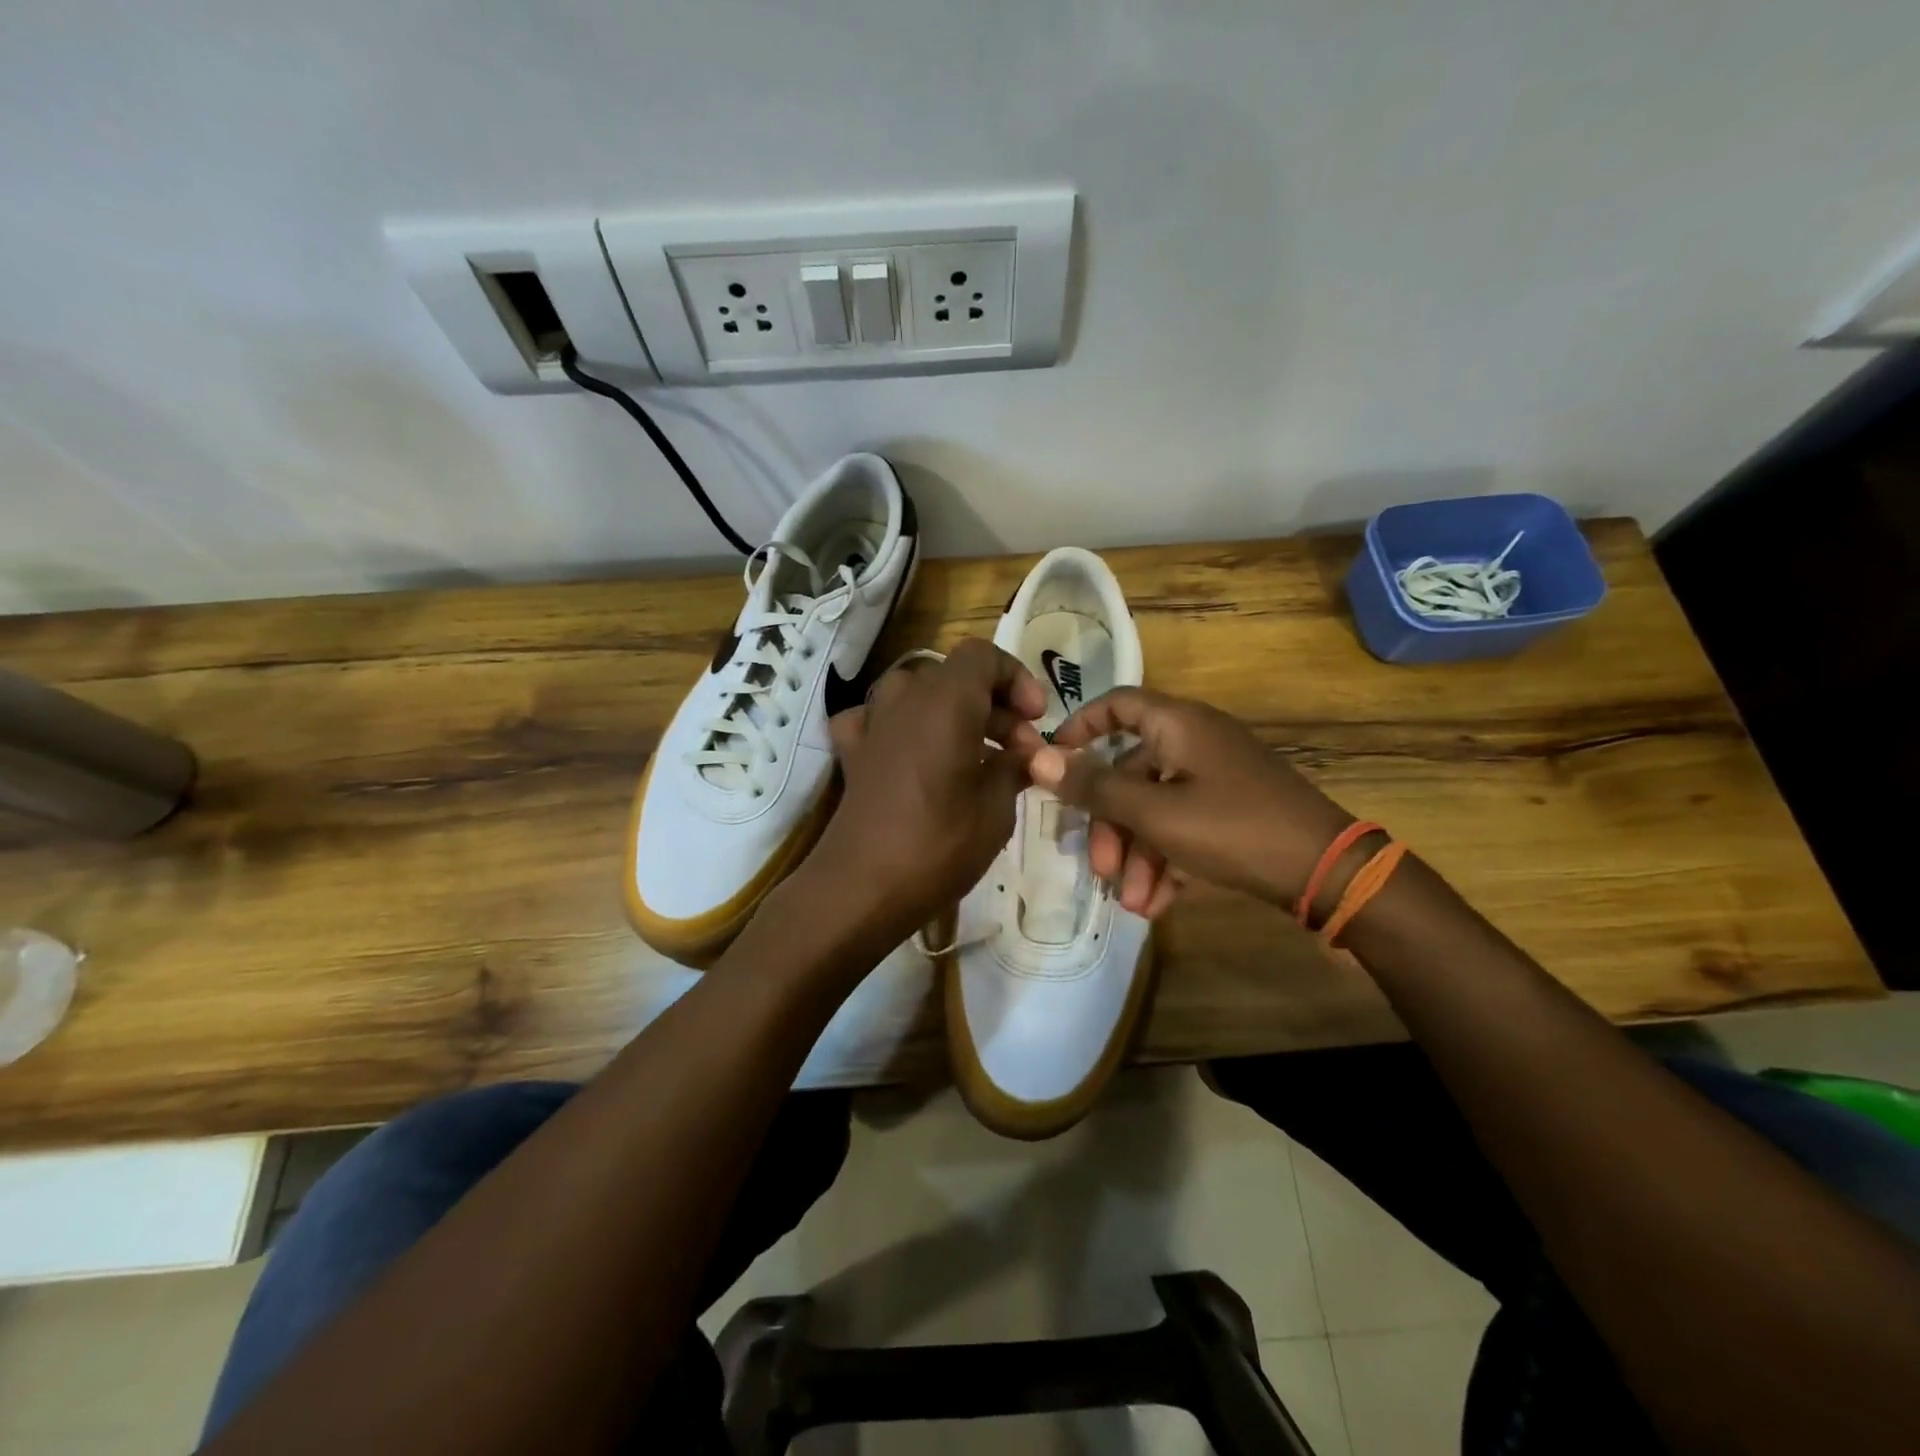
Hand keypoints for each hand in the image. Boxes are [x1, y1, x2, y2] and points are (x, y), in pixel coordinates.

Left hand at [808, 639, 1047, 945]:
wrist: (862, 887)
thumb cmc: (939, 844)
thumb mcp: (996, 808)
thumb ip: (1014, 768)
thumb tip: (1030, 755)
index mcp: (945, 700)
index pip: (983, 655)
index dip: (1016, 678)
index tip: (1036, 719)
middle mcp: (905, 698)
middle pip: (955, 677)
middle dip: (995, 707)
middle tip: (1021, 754)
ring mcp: (872, 723)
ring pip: (918, 694)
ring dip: (952, 714)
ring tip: (975, 755)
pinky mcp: (852, 752)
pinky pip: (877, 720)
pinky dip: (900, 728)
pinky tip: (912, 754)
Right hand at [1028, 687, 1353, 917]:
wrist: (1327, 871)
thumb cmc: (1233, 828)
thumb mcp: (1155, 812)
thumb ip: (1095, 786)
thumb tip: (1037, 758)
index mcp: (1179, 724)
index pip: (1117, 704)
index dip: (1079, 728)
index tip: (1052, 763)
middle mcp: (1195, 742)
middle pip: (1130, 771)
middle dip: (1110, 825)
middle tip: (1101, 870)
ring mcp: (1216, 777)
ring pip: (1155, 807)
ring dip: (1138, 856)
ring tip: (1134, 904)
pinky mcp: (1232, 810)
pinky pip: (1183, 826)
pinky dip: (1167, 860)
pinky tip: (1159, 903)